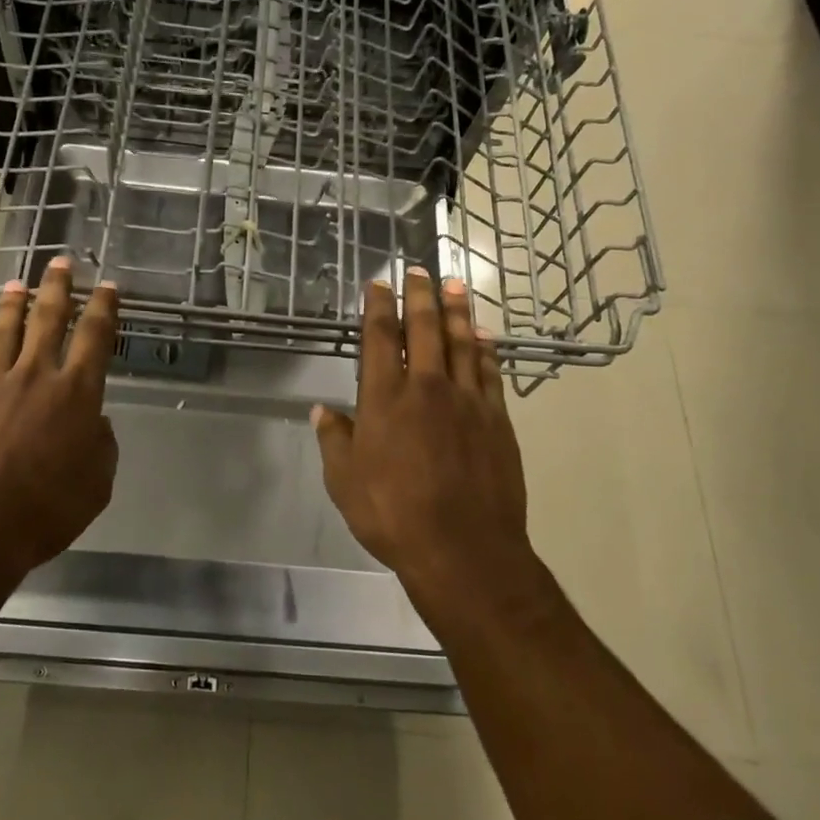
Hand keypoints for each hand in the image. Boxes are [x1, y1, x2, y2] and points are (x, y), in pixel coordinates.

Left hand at [0, 257, 120, 586]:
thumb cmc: (44, 511)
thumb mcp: (96, 484)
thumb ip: (101, 445)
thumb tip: (95, 422)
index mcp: (76, 394)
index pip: (95, 338)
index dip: (104, 308)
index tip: (107, 286)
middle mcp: (35, 376)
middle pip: (49, 320)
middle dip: (58, 288)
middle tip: (61, 262)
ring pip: (4, 330)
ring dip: (12, 302)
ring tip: (17, 281)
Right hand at [312, 269, 535, 608]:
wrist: (464, 551)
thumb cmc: (394, 516)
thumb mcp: (345, 483)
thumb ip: (334, 441)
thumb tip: (323, 411)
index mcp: (384, 400)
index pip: (379, 339)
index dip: (377, 308)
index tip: (378, 284)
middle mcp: (426, 388)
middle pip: (423, 328)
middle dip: (419, 295)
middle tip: (420, 269)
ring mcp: (466, 401)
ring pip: (461, 342)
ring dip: (457, 311)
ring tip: (455, 285)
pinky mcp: (496, 419)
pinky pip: (490, 372)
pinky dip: (486, 349)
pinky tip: (484, 335)